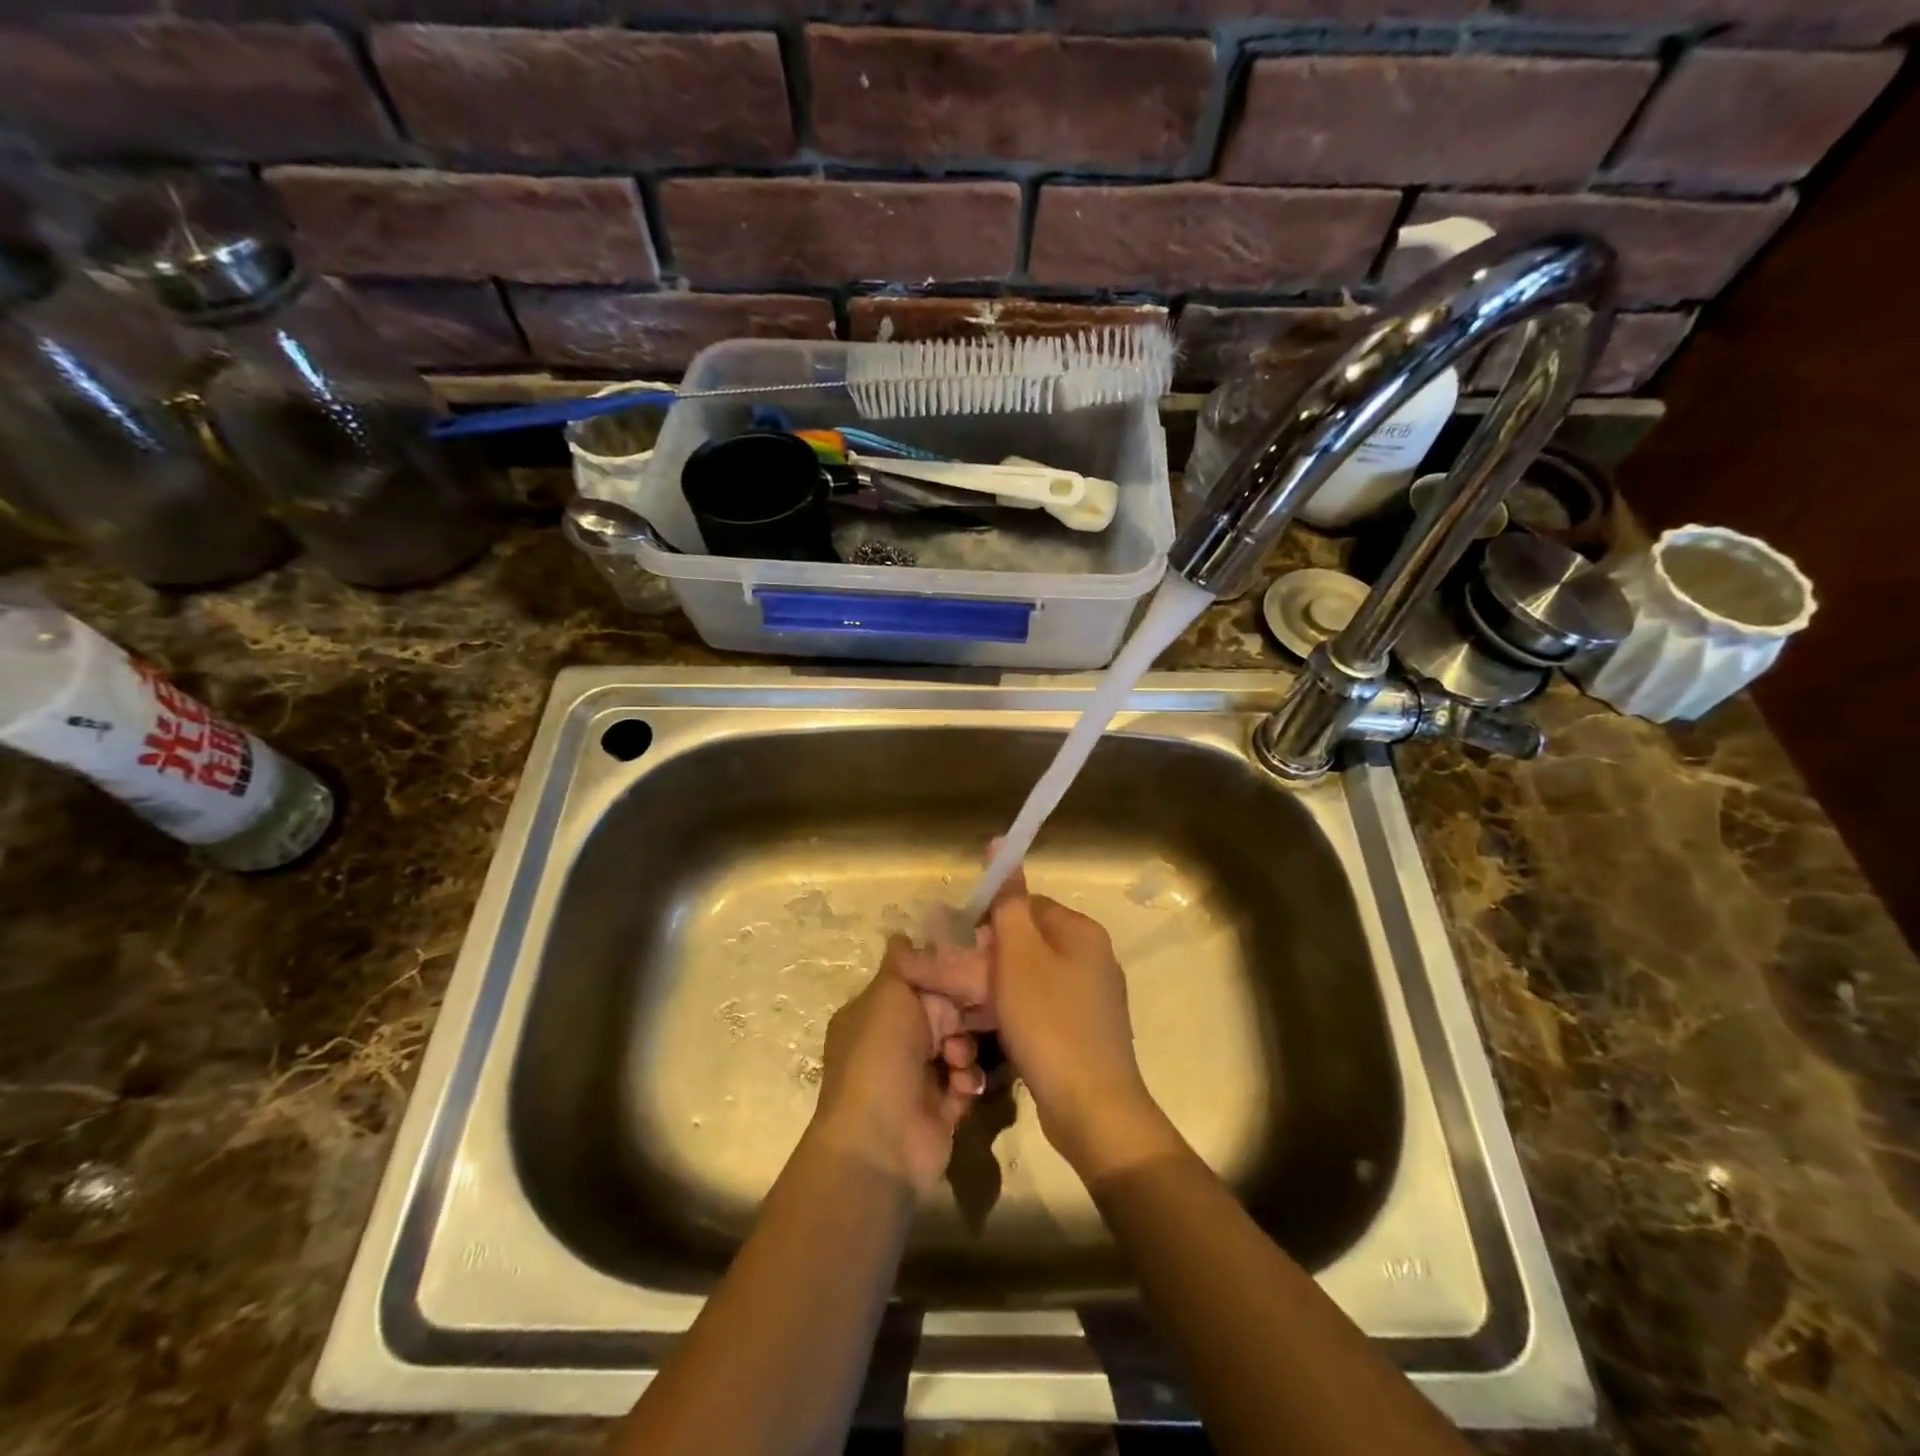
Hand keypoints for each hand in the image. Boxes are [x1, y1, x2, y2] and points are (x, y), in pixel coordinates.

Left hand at [812, 937, 985, 1193]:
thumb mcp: (888, 995)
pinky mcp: (941, 1108)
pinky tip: (963, 1087)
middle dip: (961, 1016)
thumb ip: (904, 964)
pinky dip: (968, 1081)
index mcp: (875, 1013)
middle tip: (977, 1016)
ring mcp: (917, 1078)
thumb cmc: (881, 1056)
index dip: (944, 977)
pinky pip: (966, 1081)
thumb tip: (901, 933)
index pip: (917, 983)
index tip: (975, 968)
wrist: (881, 1142)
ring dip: (965, 1050)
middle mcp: (894, 1042)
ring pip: (959, 1046)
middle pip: (943, 1014)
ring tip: (958, 1061)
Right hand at [899, 864, 1179, 1181]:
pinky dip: (1016, 1017)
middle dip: (990, 963)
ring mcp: (1091, 999)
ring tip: (970, 1018)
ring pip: (1030, 980)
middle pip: (1027, 944)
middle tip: (961, 989)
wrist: (1092, 1109)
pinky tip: (995, 1037)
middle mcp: (1092, 958)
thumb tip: (1000, 842)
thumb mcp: (1019, 956)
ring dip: (997, 993)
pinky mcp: (1083, 1033)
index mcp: (1081, 932)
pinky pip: (1041, 1010)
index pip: (1027, 906)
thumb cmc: (1050, 1023)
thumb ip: (1008, 902)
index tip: (963, 952)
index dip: (990, 924)